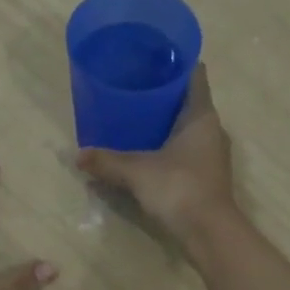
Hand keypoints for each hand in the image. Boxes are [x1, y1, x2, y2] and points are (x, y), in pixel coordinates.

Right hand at [76, 63, 236, 248]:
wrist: (210, 233)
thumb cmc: (179, 188)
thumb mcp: (137, 172)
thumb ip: (107, 161)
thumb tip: (77, 155)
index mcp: (201, 116)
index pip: (194, 75)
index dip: (175, 62)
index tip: (152, 56)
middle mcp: (212, 129)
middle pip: (189, 100)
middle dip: (163, 93)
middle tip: (132, 85)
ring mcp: (212, 154)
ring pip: (187, 127)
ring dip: (165, 121)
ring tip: (134, 116)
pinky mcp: (206, 175)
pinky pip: (185, 149)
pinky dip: (167, 144)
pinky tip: (145, 150)